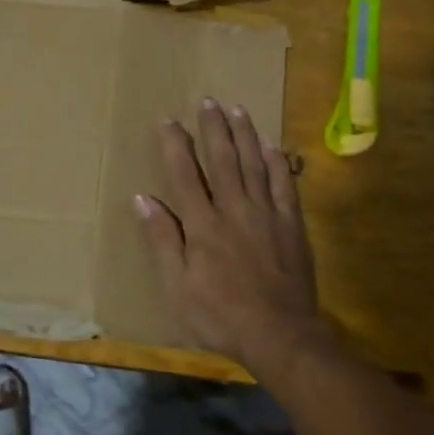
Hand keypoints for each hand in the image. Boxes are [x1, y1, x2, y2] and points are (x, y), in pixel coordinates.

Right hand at [134, 99, 332, 367]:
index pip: (185, 175)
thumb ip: (162, 239)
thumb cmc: (219, 315)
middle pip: (222, 160)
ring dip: (244, 135)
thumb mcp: (177, 285)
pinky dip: (277, 163)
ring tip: (237, 110)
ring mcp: (266, 214)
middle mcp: (233, 209)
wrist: (278, 333)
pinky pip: (284, 185)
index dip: (175, 146)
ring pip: (254, 164)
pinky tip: (272, 146)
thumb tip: (142, 199)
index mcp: (202, 224)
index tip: (169, 120)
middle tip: (208, 101)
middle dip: (213, 129)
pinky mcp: (291, 224)